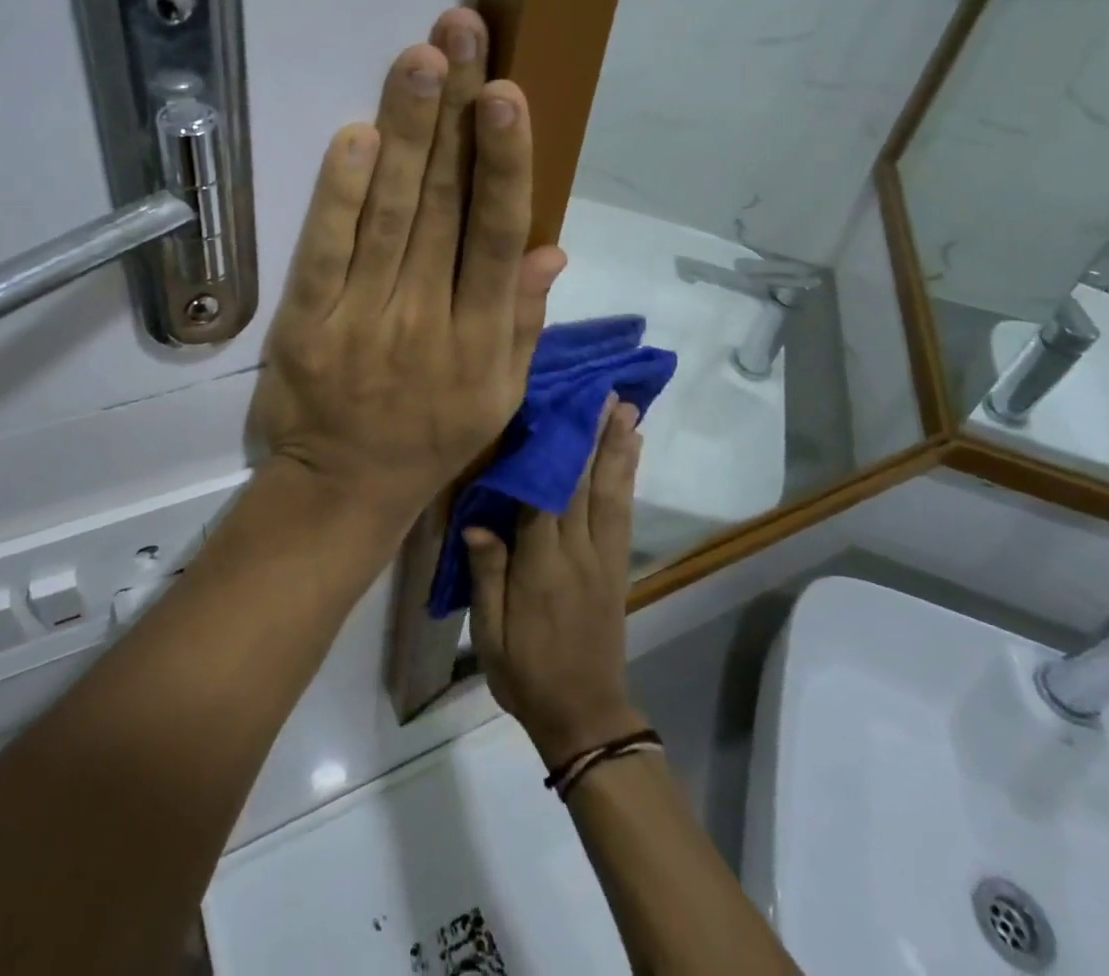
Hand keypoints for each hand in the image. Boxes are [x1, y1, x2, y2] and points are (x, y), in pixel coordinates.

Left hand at [250, 8, 566, 534]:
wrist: (343, 490)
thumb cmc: (432, 438)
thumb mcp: (500, 395)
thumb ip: (524, 321)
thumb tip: (552, 247)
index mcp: (481, 338)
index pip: (496, 235)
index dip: (504, 163)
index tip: (507, 95)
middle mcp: (427, 320)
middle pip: (442, 206)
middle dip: (454, 115)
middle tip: (461, 34)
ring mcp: (362, 320)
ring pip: (388, 215)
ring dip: (405, 134)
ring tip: (420, 61)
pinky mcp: (306, 325)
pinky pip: (324, 253)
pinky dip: (339, 195)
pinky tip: (356, 137)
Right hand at [465, 398, 646, 768]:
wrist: (584, 716)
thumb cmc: (526, 673)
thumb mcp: (490, 635)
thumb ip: (486, 575)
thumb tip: (476, 520)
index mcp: (542, 568)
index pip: (545, 498)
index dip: (551, 452)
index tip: (552, 410)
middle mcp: (578, 554)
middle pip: (585, 485)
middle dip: (593, 436)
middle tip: (603, 393)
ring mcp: (604, 558)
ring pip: (611, 493)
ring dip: (618, 448)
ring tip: (625, 409)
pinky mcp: (617, 566)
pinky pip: (623, 513)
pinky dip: (628, 477)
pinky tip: (632, 453)